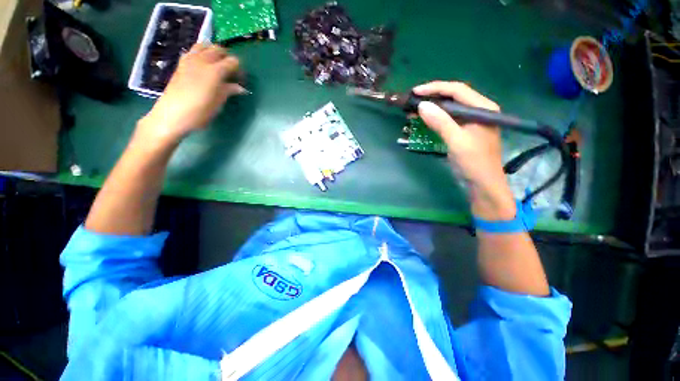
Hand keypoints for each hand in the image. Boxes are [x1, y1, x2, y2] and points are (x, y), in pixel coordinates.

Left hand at [137, 43, 244, 146]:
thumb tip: (240, 87)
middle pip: (219, 49)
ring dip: (213, 52)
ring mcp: (190, 60)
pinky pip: (193, 51)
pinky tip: (203, 64)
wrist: (172, 114)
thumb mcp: (218, 103)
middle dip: (228, 58)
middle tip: (231, 71)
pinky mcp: (181, 63)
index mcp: (215, 72)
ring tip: (217, 64)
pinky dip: (201, 53)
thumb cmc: (199, 112)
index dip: (239, 69)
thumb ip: (229, 91)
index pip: (232, 62)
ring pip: (204, 46)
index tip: (241, 79)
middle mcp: (202, 61)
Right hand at [413, 81, 515, 219]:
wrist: (482, 184)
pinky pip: (448, 120)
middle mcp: (478, 111)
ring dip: (432, 108)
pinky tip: (424, 120)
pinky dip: (435, 119)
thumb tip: (422, 106)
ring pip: (449, 109)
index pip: (457, 90)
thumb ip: (441, 122)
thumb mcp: (457, 141)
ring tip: (414, 110)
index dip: (435, 88)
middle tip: (413, 101)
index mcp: (482, 108)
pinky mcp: (464, 132)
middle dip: (432, 97)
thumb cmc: (473, 162)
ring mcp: (471, 122)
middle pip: (453, 97)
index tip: (416, 92)